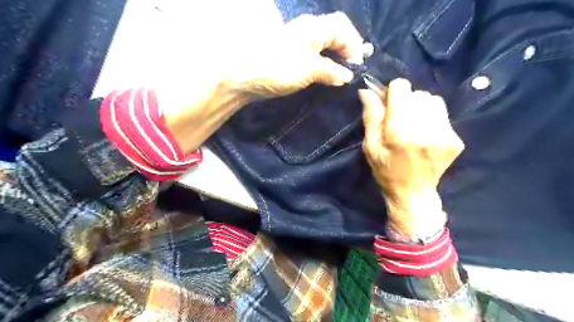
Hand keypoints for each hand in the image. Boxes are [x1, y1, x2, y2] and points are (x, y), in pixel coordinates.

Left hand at [227, 11, 369, 99]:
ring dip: (336, 57)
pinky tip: (326, 74)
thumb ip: (331, 71)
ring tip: (343, 72)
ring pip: (324, 44)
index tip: (357, 66)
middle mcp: (307, 30)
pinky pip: (314, 55)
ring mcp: (297, 43)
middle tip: (353, 68)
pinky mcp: (291, 57)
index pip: (343, 28)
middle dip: (347, 49)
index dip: (354, 45)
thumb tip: (347, 76)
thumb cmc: (278, 68)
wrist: (244, 77)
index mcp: (313, 27)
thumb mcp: (309, 69)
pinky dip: (324, 63)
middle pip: (334, 33)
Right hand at [360, 78, 462, 235]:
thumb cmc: (386, 171)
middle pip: (418, 93)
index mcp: (399, 130)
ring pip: (433, 101)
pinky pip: (443, 115)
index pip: (402, 88)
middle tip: (400, 119)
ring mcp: (444, 134)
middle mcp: (424, 128)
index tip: (388, 103)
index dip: (392, 92)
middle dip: (407, 102)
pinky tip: (425, 134)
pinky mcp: (455, 139)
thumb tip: (366, 90)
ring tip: (414, 125)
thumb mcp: (370, 146)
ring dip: (421, 108)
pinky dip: (432, 119)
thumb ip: (371, 116)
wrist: (413, 193)